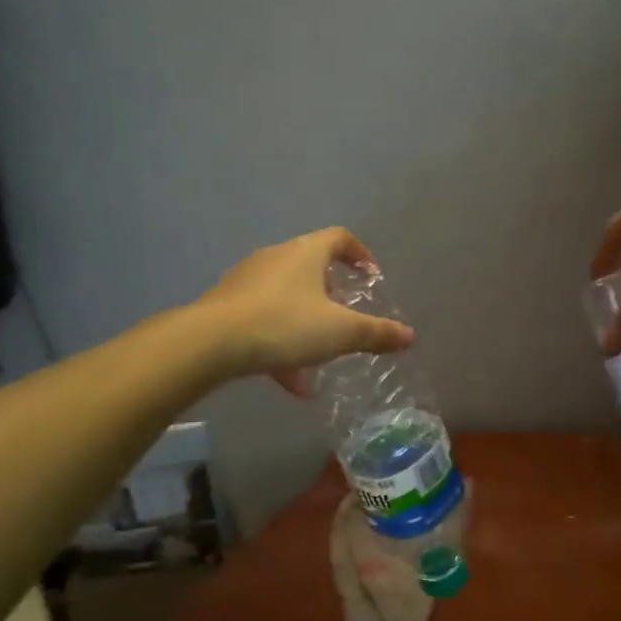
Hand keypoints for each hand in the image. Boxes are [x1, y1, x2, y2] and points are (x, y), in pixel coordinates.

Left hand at [196, 227, 414, 393]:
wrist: (211, 342)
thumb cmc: (285, 324)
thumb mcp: (340, 332)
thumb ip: (376, 334)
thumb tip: (410, 336)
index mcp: (305, 253)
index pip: (339, 238)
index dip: (359, 254)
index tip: (371, 276)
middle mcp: (275, 258)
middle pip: (310, 266)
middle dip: (331, 293)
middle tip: (345, 317)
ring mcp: (247, 281)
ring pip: (286, 298)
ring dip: (305, 324)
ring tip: (319, 359)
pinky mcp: (226, 306)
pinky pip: (263, 320)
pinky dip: (281, 343)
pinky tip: (291, 382)